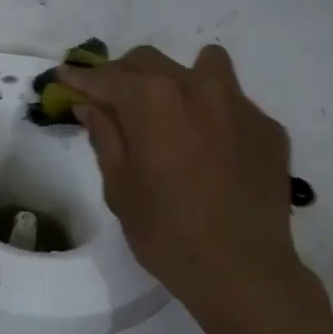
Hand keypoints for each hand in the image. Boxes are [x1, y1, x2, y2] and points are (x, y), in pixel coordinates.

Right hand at [69, 45, 316, 333]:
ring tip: (173, 114)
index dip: (81, 78)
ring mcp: (240, 105)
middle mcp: (198, 87)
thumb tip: (91, 105)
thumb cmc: (167, 234)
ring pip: (204, 67)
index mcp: (153, 100)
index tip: (64, 79)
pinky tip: (213, 153)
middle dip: (124, 76)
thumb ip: (105, 136)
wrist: (243, 271)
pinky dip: (215, 116)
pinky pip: (234, 104)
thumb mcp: (120, 188)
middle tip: (112, 103)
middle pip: (150, 62)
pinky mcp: (268, 128)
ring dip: (179, 81)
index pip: (107, 77)